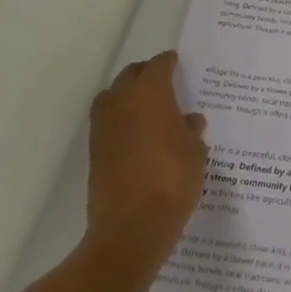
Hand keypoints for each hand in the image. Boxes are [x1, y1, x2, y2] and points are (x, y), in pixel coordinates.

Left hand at [86, 52, 207, 260]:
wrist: (130, 228)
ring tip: (151, 110)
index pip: (160, 65)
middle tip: (167, 85)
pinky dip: (122, 120)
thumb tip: (189, 121)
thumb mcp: (196, 153)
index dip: (171, 63)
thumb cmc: (172, 180)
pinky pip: (109, 121)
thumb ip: (191, 131)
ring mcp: (103, 125)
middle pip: (132, 75)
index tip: (180, 65)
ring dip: (130, 97)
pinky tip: (140, 136)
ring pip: (115, 96)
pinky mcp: (94, 150)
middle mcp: (122, 99)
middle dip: (148, 75)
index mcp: (150, 91)